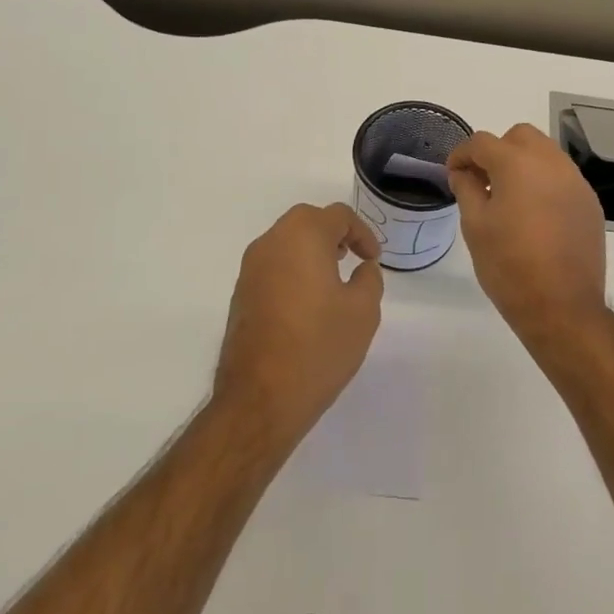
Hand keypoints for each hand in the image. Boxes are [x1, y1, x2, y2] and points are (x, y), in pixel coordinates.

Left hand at [214, 203, 384, 449]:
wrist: (260, 398)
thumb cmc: (318, 347)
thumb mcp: (363, 311)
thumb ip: (369, 279)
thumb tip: (362, 268)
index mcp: (302, 237)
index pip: (337, 215)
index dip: (362, 233)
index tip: (373, 259)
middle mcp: (271, 243)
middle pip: (306, 220)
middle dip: (333, 234)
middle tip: (352, 258)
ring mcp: (250, 269)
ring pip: (285, 242)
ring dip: (310, 250)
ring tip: (332, 280)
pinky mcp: (240, 294)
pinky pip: (272, 266)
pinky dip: (292, 270)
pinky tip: (307, 303)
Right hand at [446, 125, 607, 344]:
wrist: (562, 307)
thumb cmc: (509, 266)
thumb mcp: (475, 226)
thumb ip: (467, 189)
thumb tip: (463, 172)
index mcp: (518, 164)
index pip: (482, 142)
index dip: (462, 155)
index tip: (454, 174)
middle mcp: (551, 163)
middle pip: (520, 136)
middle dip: (497, 150)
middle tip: (483, 181)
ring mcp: (576, 182)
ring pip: (545, 153)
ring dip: (523, 163)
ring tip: (509, 197)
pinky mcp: (590, 202)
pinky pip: (562, 177)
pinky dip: (544, 182)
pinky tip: (535, 214)